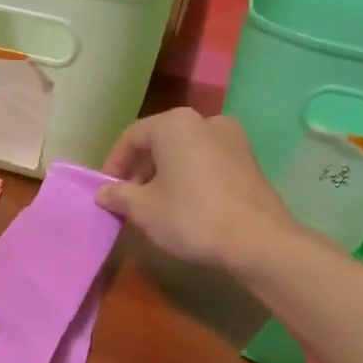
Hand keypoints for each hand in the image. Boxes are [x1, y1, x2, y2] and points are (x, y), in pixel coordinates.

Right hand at [98, 109, 300, 274]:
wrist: (258, 242)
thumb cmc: (191, 217)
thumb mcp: (144, 209)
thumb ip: (119, 195)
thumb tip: (103, 192)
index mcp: (175, 124)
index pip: (132, 137)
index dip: (114, 164)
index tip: (106, 190)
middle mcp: (205, 121)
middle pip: (160, 141)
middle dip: (140, 169)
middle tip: (128, 199)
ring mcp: (233, 138)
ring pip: (185, 151)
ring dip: (165, 173)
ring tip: (155, 204)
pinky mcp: (249, 160)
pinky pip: (207, 162)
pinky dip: (189, 177)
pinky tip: (184, 204)